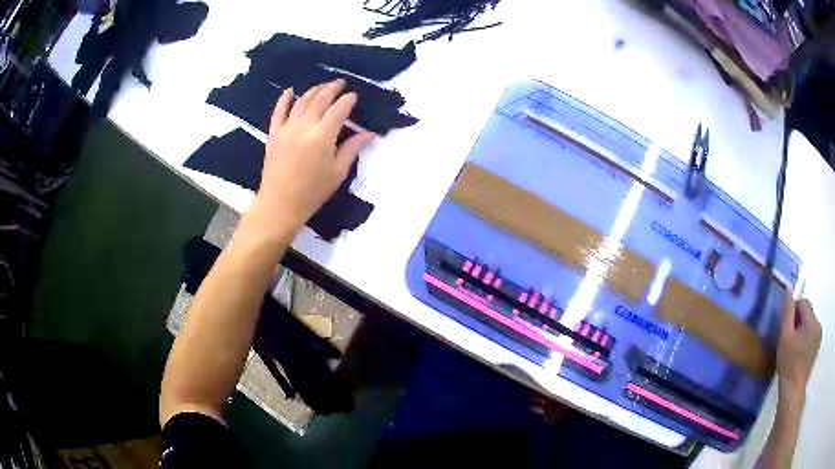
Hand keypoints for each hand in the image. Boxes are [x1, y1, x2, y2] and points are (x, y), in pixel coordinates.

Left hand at [251, 79, 374, 235]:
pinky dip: (284, 99)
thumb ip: (352, 149)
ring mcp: (287, 128)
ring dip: (314, 90)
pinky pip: (279, 111)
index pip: (339, 109)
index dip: (348, 100)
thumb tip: (370, 134)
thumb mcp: (338, 172)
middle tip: (340, 83)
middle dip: (332, 89)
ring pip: (301, 101)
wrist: (279, 204)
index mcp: (323, 135)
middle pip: (320, 99)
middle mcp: (305, 126)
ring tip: (323, 86)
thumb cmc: (312, 192)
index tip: (354, 96)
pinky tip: (290, 91)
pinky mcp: (274, 134)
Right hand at [777, 297, 821, 401]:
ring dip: (801, 332)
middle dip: (798, 322)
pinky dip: (805, 341)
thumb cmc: (788, 364)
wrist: (793, 391)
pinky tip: (798, 355)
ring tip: (793, 349)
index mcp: (812, 320)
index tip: (785, 328)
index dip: (793, 311)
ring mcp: (819, 338)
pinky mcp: (817, 349)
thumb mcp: (785, 337)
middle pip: (807, 314)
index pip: (803, 303)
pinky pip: (811, 336)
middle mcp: (818, 325)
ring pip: (809, 326)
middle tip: (787, 340)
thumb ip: (788, 311)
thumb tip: (789, 289)